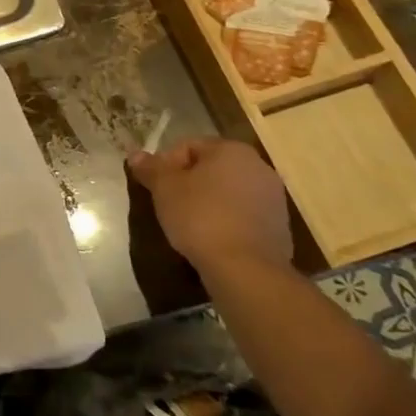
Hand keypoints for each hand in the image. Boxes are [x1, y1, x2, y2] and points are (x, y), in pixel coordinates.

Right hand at [127, 137, 291, 274]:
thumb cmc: (200, 217)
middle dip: (189, 183)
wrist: (246, 269)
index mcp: (231, 150)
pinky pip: (244, 215)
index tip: (155, 187)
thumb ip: (150, 168)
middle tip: (169, 204)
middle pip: (212, 168)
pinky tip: (212, 239)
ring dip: (209, 202)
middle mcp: (258, 166)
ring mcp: (273, 198)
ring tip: (189, 225)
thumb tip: (135, 155)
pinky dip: (227, 221)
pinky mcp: (280, 227)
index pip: (189, 146)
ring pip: (229, 192)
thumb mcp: (164, 189)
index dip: (166, 164)